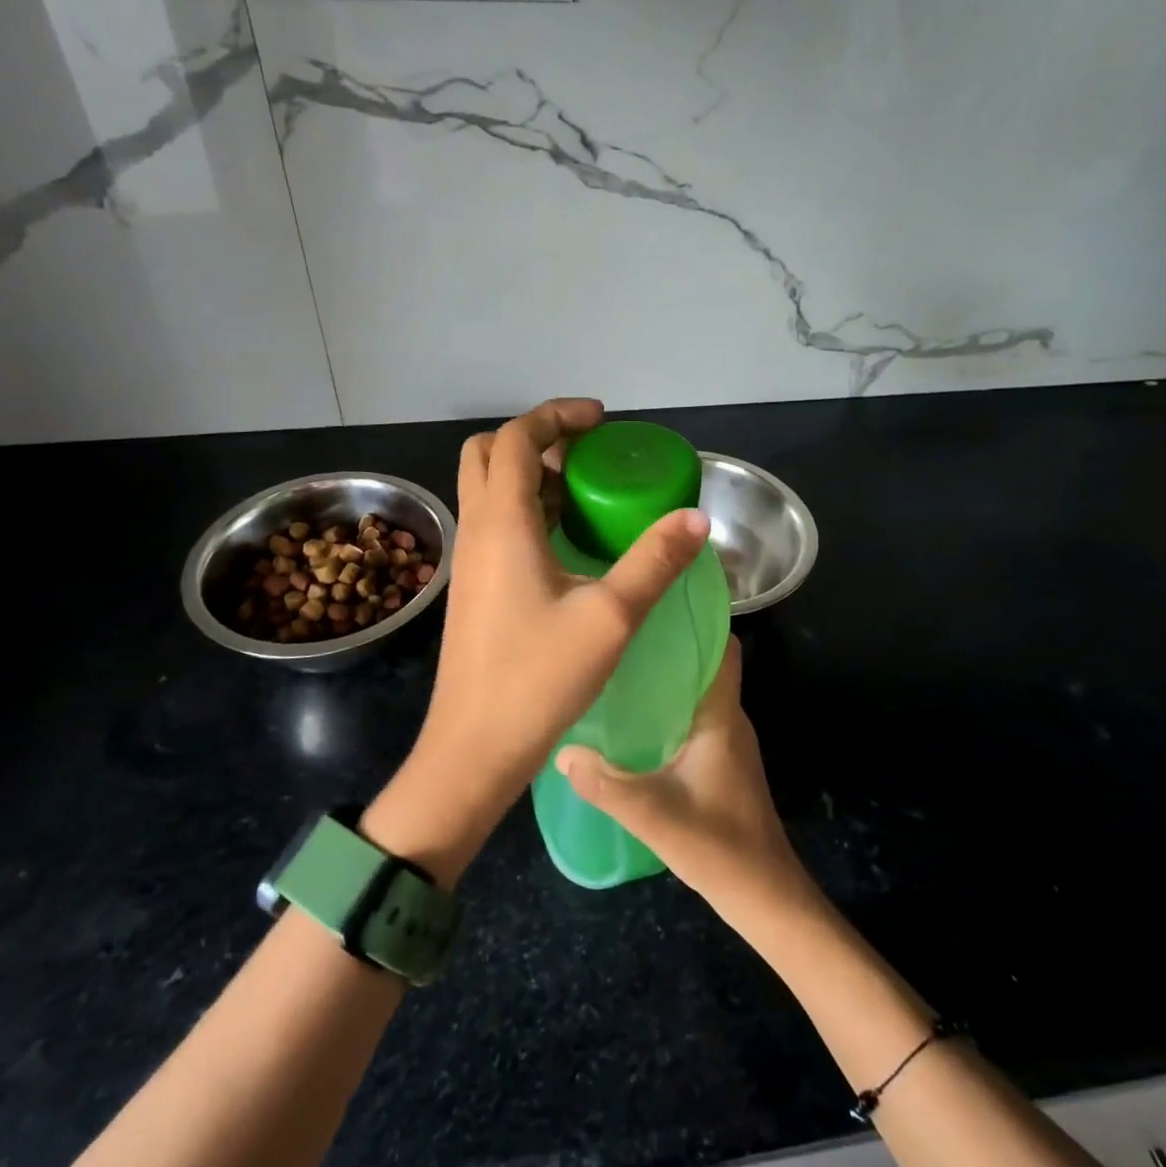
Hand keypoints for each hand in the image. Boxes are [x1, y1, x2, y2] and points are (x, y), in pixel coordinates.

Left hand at [362, 398, 710, 881]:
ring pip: (488, 490)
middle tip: (588, 454)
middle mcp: (476, 531)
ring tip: (586, 493)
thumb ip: (654, 562)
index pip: (517, 438)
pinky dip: (526, 510)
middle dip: (537, 438)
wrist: (474, 749)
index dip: (558, 416)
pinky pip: (493, 524)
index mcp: (502, 523)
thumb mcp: (611, 617)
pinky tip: (567, 543)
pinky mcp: (472, 588)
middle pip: (489, 454)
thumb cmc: (538, 680)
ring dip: (531, 475)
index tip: (602, 420)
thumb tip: (696, 520)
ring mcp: (469, 561)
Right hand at [555, 638, 815, 923]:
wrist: (764, 897)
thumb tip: (562, 751)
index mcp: (721, 717)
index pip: (722, 648)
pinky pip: (691, 716)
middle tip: (617, 633)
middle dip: (667, 644)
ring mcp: (725, 741)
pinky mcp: (719, 762)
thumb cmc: (720, 848)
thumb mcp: (655, 817)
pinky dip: (666, 706)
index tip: (653, 603)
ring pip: (695, 691)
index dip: (696, 619)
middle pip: (703, 663)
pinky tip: (630, 717)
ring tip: (616, 666)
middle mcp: (728, 719)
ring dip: (665, 676)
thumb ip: (607, 785)